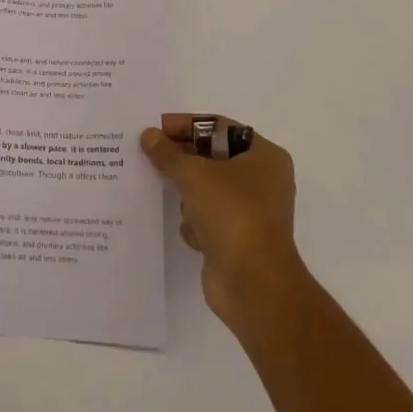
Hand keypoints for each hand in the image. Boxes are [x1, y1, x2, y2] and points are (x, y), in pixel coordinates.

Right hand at [141, 114, 304, 329]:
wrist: (254, 285)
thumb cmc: (232, 215)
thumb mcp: (195, 175)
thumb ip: (168, 153)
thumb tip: (149, 135)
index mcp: (264, 156)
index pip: (219, 128)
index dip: (186, 125)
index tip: (155, 128)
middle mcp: (261, 180)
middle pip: (211, 158)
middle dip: (181, 160)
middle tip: (148, 155)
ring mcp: (250, 211)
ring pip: (206, 188)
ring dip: (188, 195)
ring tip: (169, 197)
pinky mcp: (236, 238)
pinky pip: (207, 217)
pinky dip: (195, 222)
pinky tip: (191, 232)